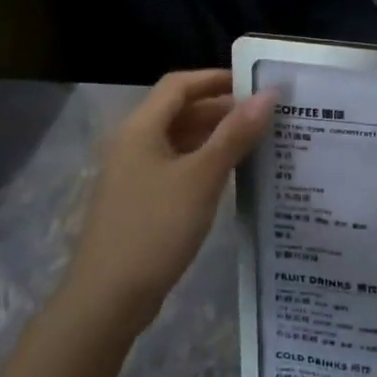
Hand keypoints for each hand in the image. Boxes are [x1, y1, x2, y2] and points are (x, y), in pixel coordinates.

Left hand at [65, 70, 272, 341]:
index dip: (216, 79)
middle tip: (267, 117)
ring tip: (259, 142)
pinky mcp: (140, 201)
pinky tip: (232, 176)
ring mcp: (134, 174)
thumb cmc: (155, 228)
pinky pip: (176, 167)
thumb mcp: (202, 177)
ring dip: (216, 137)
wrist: (108, 297)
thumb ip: (235, 134)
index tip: (256, 84)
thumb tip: (268, 95)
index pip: (179, 85)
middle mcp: (133, 144)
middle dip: (222, 109)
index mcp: (140, 128)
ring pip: (180, 141)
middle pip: (179, 112)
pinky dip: (204, 163)